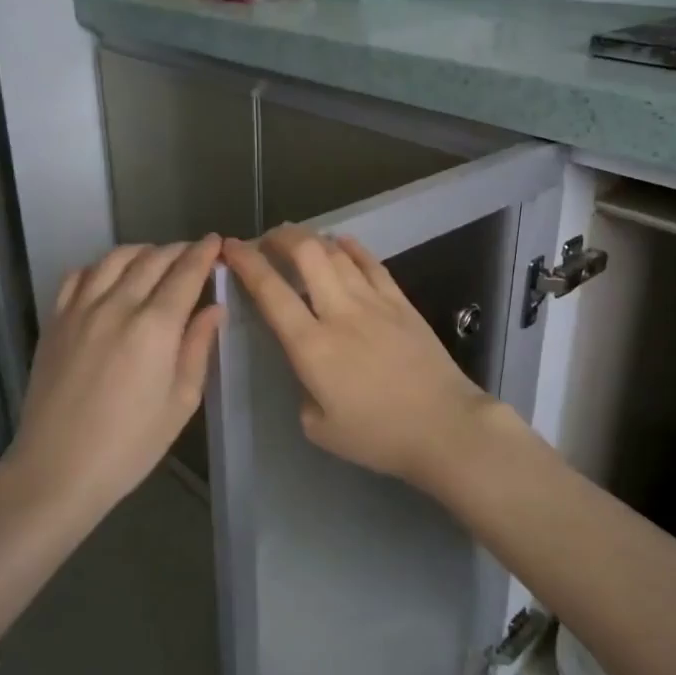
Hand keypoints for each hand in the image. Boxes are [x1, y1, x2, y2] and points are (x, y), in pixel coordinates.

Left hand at [2, 236, 224, 507]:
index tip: (217, 243)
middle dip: (178, 250)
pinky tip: (110, 278)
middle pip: (152, 259)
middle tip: (194, 254)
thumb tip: (214, 308)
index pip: (185, 273)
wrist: (58, 469)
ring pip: (114, 259)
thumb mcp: (181, 401)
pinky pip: (78, 276)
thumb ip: (198, 347)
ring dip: (142, 252)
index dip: (204, 254)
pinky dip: (101, 267)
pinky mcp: (55, 321)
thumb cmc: (131, 444)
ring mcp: (80, 310)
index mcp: (155, 327)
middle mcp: (117, 306)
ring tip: (156, 260)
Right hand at [222, 226, 502, 490]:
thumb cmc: (379, 436)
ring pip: (337, 253)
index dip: (246, 263)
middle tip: (266, 242)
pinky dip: (351, 248)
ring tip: (297, 240)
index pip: (271, 292)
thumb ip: (303, 390)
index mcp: (312, 346)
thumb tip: (308, 369)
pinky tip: (341, 243)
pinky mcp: (402, 303)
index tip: (231, 248)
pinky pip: (372, 263)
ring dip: (311, 239)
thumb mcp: (319, 428)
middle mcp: (340, 313)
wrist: (445, 426)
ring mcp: (374, 302)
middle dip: (279, 238)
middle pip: (306, 254)